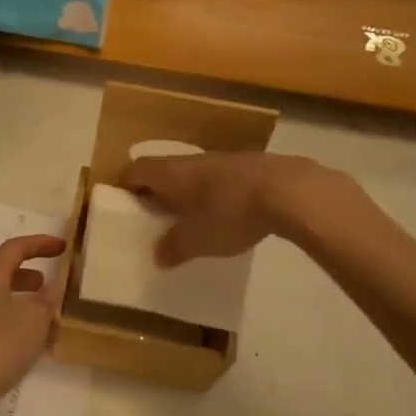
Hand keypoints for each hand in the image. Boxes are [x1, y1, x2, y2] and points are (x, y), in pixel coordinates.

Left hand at [0, 234, 66, 415]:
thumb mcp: (34, 318)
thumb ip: (47, 299)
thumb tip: (52, 287)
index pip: (15, 248)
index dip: (40, 243)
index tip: (63, 247)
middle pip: (5, 272)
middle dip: (31, 273)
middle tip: (54, 281)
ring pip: (3, 299)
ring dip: (26, 300)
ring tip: (50, 312)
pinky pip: (0, 322)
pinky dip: (19, 322)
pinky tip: (36, 341)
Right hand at [124, 152, 334, 264]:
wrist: (290, 190)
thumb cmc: (230, 213)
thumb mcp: (197, 240)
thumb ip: (173, 248)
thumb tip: (157, 256)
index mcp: (170, 173)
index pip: (136, 171)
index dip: (127, 186)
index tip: (125, 206)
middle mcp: (192, 160)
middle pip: (164, 170)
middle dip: (158, 191)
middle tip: (156, 216)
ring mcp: (223, 159)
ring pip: (194, 173)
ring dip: (189, 192)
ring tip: (191, 218)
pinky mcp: (251, 166)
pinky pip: (221, 178)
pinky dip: (216, 193)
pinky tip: (228, 213)